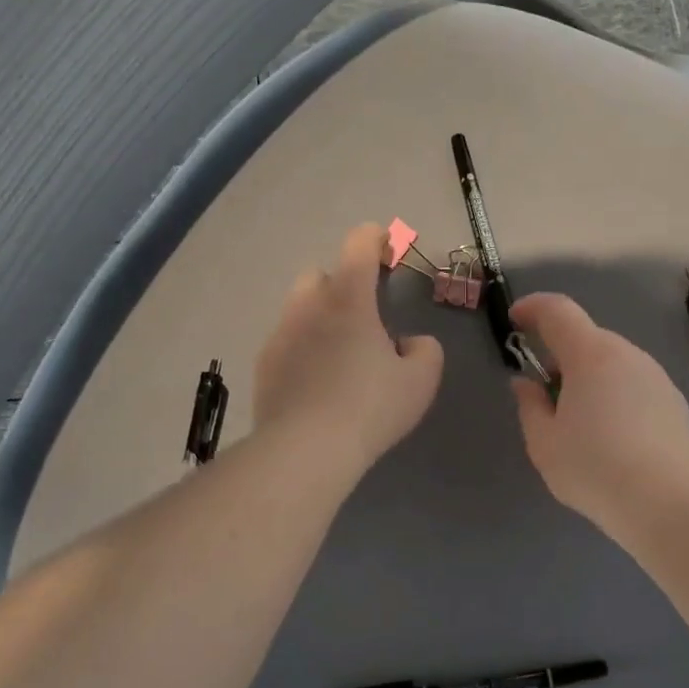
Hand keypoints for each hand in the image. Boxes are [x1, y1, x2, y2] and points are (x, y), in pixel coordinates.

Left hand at [254, 224, 444, 477]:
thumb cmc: (370, 407)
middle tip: (365, 316)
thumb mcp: (420, 380)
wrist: (306, 449)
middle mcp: (308, 306)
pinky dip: (302, 350)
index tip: (389, 250)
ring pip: (299, 309)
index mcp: (348, 299)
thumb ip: (424, 350)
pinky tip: (316, 382)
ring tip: (339, 353)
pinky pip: (286, 343)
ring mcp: (280, 335)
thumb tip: (409, 343)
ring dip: (320, 318)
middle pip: (321, 274)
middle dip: (342, 283)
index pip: (359, 244)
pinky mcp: (264, 366)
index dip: (377, 239)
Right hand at [509, 292, 688, 538]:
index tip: (515, 321)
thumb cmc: (593, 468)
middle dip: (561, 356)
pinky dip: (617, 396)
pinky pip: (635, 386)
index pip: (558, 311)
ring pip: (614, 364)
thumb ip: (529, 405)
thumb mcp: (543, 443)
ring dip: (591, 378)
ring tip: (581, 423)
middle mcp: (628, 355)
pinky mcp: (676, 403)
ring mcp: (658, 377)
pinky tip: (614, 438)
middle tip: (546, 395)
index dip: (533, 308)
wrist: (665, 502)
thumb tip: (526, 384)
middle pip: (587, 339)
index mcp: (591, 355)